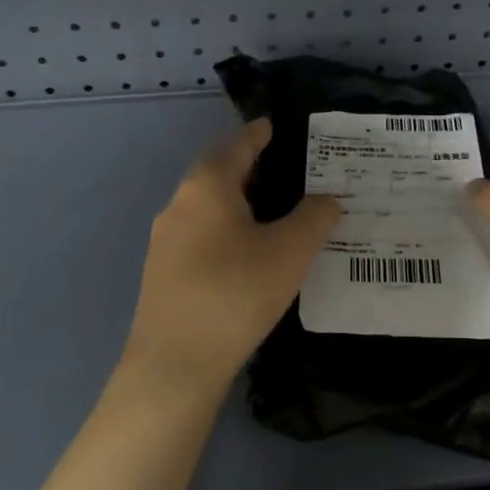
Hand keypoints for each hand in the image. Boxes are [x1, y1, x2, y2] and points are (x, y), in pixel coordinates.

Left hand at [122, 118, 340, 393]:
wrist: (175, 364)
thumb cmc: (236, 293)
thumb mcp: (290, 251)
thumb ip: (314, 217)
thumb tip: (326, 199)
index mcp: (207, 187)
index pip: (237, 145)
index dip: (259, 134)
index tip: (275, 125)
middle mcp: (180, 204)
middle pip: (218, 173)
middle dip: (250, 167)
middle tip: (286, 168)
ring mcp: (165, 240)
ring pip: (208, 206)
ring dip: (238, 201)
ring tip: (274, 209)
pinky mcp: (163, 272)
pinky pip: (200, 233)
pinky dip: (226, 228)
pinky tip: (247, 251)